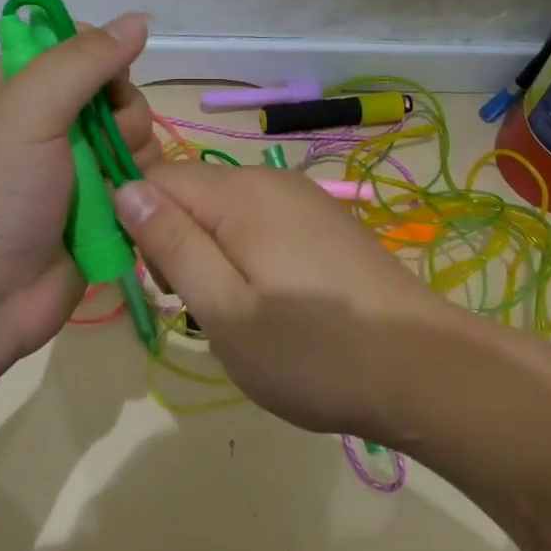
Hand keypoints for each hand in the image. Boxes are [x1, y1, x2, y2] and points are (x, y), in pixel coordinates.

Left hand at [0, 13, 159, 369]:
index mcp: (17, 88)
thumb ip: (83, 61)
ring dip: (132, 156)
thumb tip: (138, 20)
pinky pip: (138, 180)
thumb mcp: (28, 110)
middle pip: (116, 92)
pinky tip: (125, 207)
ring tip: (109, 186)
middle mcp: (47, 123)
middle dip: (121, 115)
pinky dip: (137, 189)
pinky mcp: (98, 208)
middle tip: (102, 144)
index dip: (102, 57)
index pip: (78, 46)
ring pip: (135, 137)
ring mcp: (74, 168)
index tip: (105, 83)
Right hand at [113, 162, 449, 437]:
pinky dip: (245, 255)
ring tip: (235, 313)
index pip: (155, 178)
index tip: (154, 282)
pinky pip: (260, 223)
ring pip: (224, 210)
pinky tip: (272, 303)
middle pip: (191, 193)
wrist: (427, 372)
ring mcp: (303, 199)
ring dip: (210, 253)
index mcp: (239, 194)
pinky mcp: (324, 222)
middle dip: (176, 242)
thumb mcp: (225, 309)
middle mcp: (270, 180)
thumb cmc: (313, 353)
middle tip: (198, 307)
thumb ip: (172, 244)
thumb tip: (123, 188)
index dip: (138, 224)